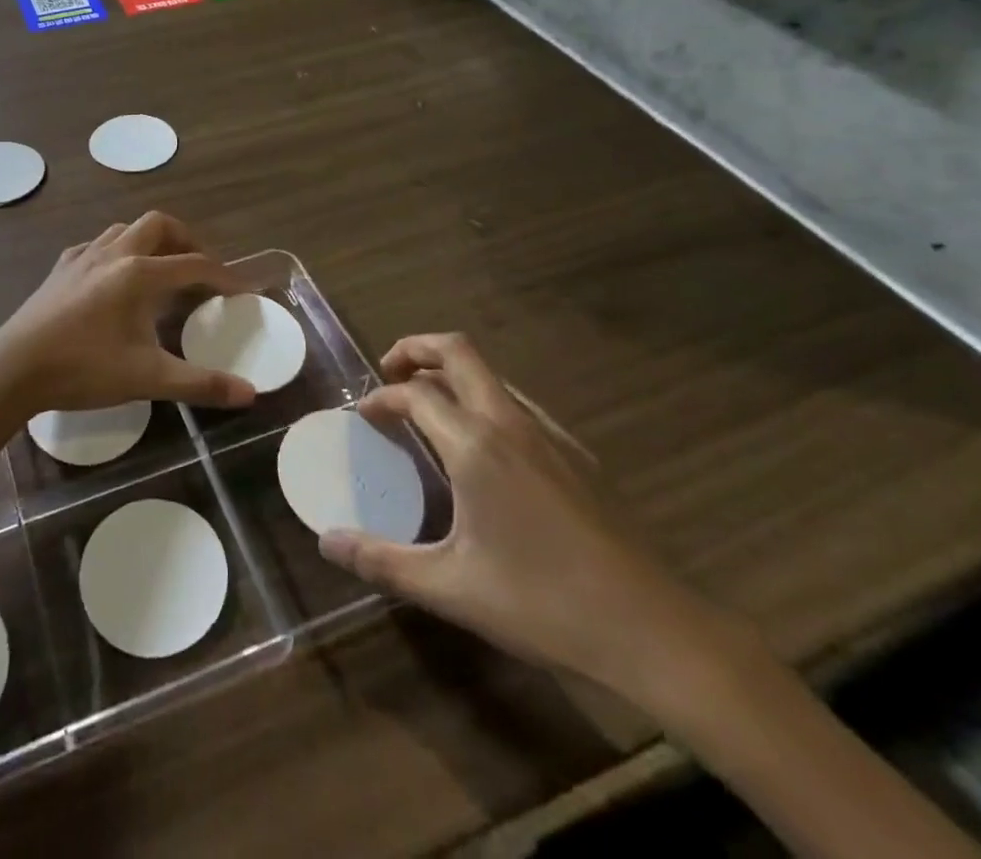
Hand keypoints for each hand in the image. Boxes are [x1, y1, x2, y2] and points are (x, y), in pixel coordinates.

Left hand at [0, 212, 255, 418]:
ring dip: (149, 240)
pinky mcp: (60, 268)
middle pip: (158, 224)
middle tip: (199, 266)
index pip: (193, 264)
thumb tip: (250, 394)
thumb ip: (201, 384)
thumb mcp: (148, 378)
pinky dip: (116, 251)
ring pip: (125, 229)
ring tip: (160, 268)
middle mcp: (114, 253)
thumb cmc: (84, 368)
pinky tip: (112, 278)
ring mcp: (83, 256)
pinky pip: (96, 245)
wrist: (15, 367)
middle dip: (185, 239)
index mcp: (139, 273)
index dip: (223, 275)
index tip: (241, 288)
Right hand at [319, 333, 730, 703]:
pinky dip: (485, 400)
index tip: (363, 416)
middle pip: (458, 352)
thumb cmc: (543, 605)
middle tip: (389, 372)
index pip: (415, 394)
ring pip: (491, 375)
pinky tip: (484, 447)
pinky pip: (518, 403)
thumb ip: (382, 561)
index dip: (381, 398)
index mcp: (476, 446)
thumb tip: (326, 543)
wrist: (654, 631)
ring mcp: (551, 435)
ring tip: (429, 405)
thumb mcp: (451, 588)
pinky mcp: (579, 455)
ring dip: (452, 373)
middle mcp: (511, 423)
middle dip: (416, 349)